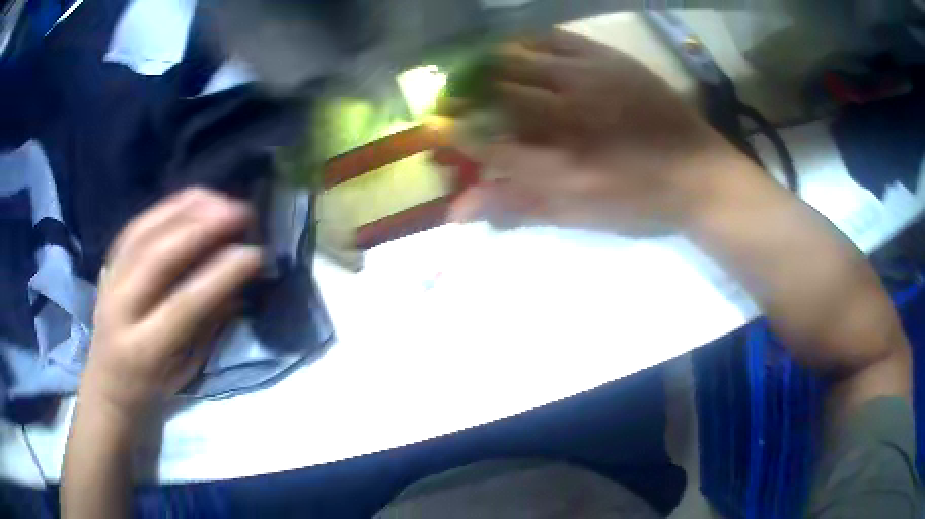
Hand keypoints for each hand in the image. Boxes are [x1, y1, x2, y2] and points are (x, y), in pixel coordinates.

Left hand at [81, 188, 261, 418]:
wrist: (107, 385)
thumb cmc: (152, 388)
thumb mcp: (185, 371)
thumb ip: (207, 327)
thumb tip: (235, 284)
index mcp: (144, 350)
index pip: (184, 304)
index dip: (220, 274)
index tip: (254, 253)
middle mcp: (121, 309)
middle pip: (159, 257)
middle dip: (202, 228)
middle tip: (240, 212)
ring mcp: (110, 281)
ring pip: (145, 233)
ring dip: (185, 209)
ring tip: (220, 199)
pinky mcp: (108, 265)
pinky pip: (136, 226)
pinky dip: (164, 208)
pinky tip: (189, 200)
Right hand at [449, 30, 750, 234]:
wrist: (701, 174)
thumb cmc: (640, 203)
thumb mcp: (580, 215)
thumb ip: (519, 206)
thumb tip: (459, 211)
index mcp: (562, 167)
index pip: (487, 143)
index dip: (457, 135)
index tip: (443, 131)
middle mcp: (570, 116)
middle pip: (496, 95)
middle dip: (465, 96)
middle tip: (452, 99)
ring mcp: (589, 79)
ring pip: (518, 60)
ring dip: (488, 66)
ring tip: (477, 72)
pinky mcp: (608, 58)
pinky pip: (553, 38)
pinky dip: (526, 43)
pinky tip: (517, 50)